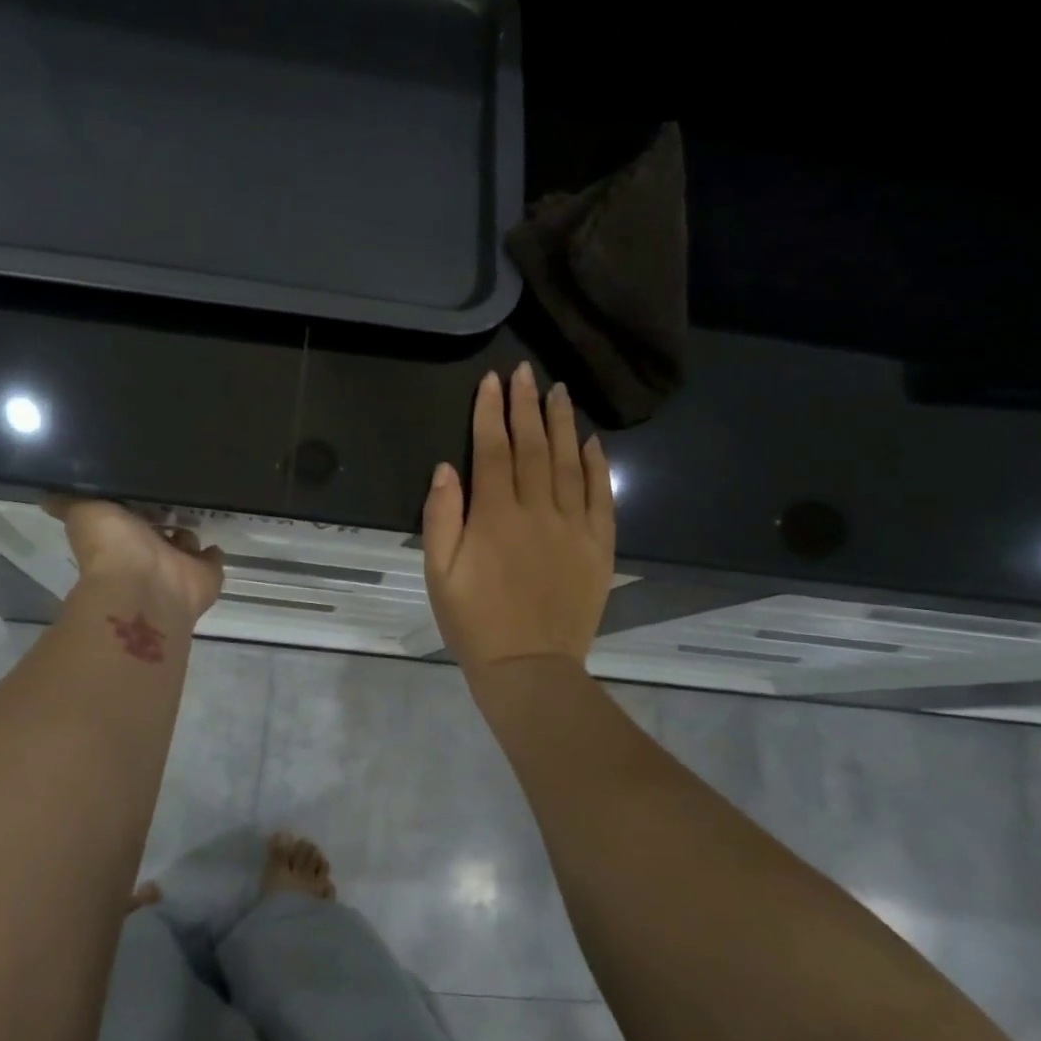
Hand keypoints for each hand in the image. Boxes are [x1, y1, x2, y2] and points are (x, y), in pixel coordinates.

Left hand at [48, 499, 224, 624]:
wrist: (146, 589)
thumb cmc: (113, 548)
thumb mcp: (85, 513)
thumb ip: (71, 502)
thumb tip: (45, 495)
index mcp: (121, 536)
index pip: (129, 515)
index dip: (134, 502)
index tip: (144, 480)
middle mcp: (148, 552)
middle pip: (158, 530)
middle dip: (165, 515)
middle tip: (178, 490)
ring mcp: (178, 566)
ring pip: (185, 543)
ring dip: (188, 533)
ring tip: (198, 509)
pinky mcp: (205, 576)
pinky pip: (212, 560)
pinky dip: (213, 554)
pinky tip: (215, 540)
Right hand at [422, 363, 615, 668]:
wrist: (530, 668)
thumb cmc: (474, 621)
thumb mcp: (439, 573)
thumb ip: (441, 517)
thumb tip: (446, 468)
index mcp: (495, 516)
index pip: (493, 450)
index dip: (490, 412)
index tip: (492, 381)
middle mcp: (538, 512)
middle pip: (533, 447)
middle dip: (526, 405)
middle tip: (525, 371)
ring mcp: (574, 528)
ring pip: (570, 463)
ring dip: (562, 424)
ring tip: (558, 391)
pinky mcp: (598, 547)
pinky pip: (602, 497)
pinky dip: (598, 466)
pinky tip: (593, 441)